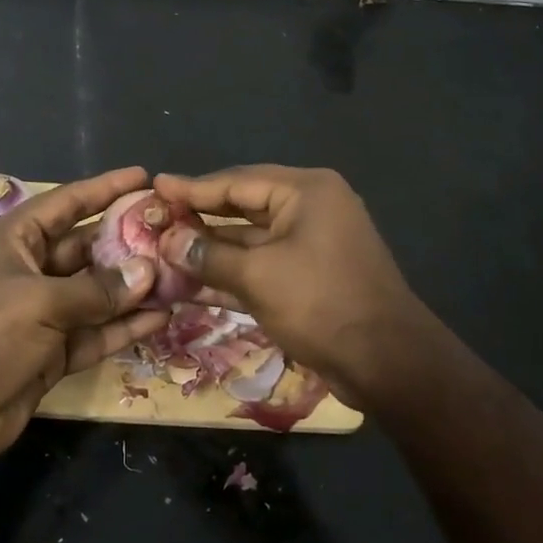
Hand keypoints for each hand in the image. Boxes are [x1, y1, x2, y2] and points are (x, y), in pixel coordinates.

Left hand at [0, 167, 170, 467]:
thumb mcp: (39, 302)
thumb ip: (97, 289)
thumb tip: (148, 272)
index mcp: (12, 241)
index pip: (65, 204)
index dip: (104, 188)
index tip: (144, 177)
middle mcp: (28, 271)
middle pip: (85, 248)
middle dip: (126, 242)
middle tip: (173, 234)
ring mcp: (41, 314)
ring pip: (96, 293)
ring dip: (132, 288)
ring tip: (179, 276)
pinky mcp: (52, 352)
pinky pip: (95, 332)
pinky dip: (124, 327)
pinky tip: (162, 318)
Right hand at [152, 165, 426, 406]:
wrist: (387, 361)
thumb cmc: (321, 304)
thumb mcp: (258, 276)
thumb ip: (208, 255)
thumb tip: (167, 241)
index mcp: (306, 191)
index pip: (237, 181)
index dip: (192, 187)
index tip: (155, 185)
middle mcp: (311, 208)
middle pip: (243, 205)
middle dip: (199, 217)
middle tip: (155, 217)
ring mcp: (312, 243)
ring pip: (250, 238)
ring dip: (211, 247)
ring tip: (164, 250)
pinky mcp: (310, 275)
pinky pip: (263, 264)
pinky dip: (232, 271)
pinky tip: (192, 282)